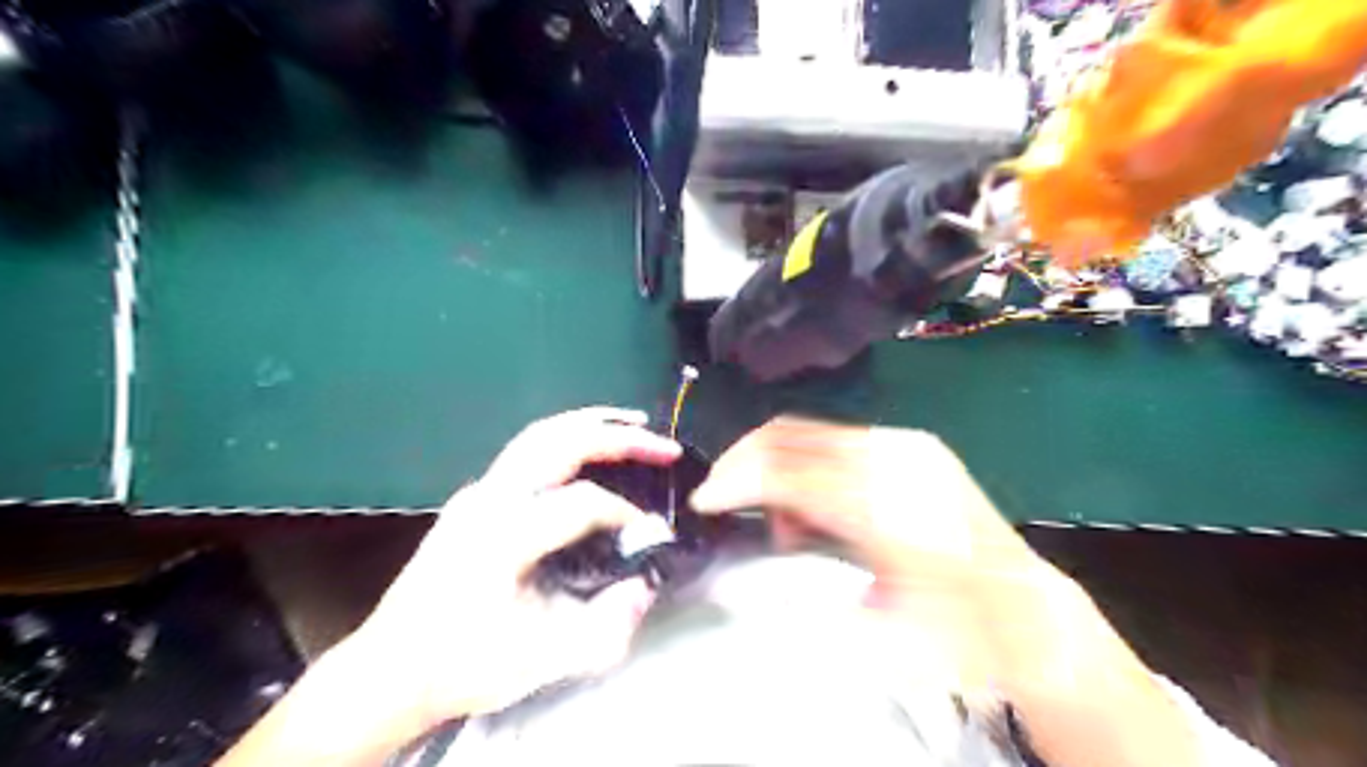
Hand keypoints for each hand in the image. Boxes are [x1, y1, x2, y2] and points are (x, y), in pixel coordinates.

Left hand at [345, 404, 680, 727]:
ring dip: (590, 424)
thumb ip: (603, 627)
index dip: (624, 514)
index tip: (649, 536)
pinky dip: (567, 438)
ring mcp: (477, 493)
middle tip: (661, 443)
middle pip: (559, 442)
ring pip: (539, 435)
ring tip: (632, 425)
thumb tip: (644, 586)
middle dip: (617, 437)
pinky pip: (528, 451)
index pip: (581, 503)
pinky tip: (590, 451)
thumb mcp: (539, 661)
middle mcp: (488, 500)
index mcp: (502, 537)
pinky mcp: (474, 499)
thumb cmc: (462, 665)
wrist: (389, 671)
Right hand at [695, 417, 1067, 690]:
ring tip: (782, 519)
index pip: (785, 473)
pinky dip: (808, 461)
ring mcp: (907, 446)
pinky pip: (838, 438)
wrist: (1027, 615)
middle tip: (724, 498)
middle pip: (790, 436)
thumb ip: (797, 601)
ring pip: (810, 432)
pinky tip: (814, 502)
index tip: (705, 501)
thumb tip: (733, 582)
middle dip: (743, 462)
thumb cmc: (952, 636)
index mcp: (882, 509)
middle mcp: (892, 461)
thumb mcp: (871, 637)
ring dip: (775, 463)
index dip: (735, 482)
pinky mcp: (914, 444)